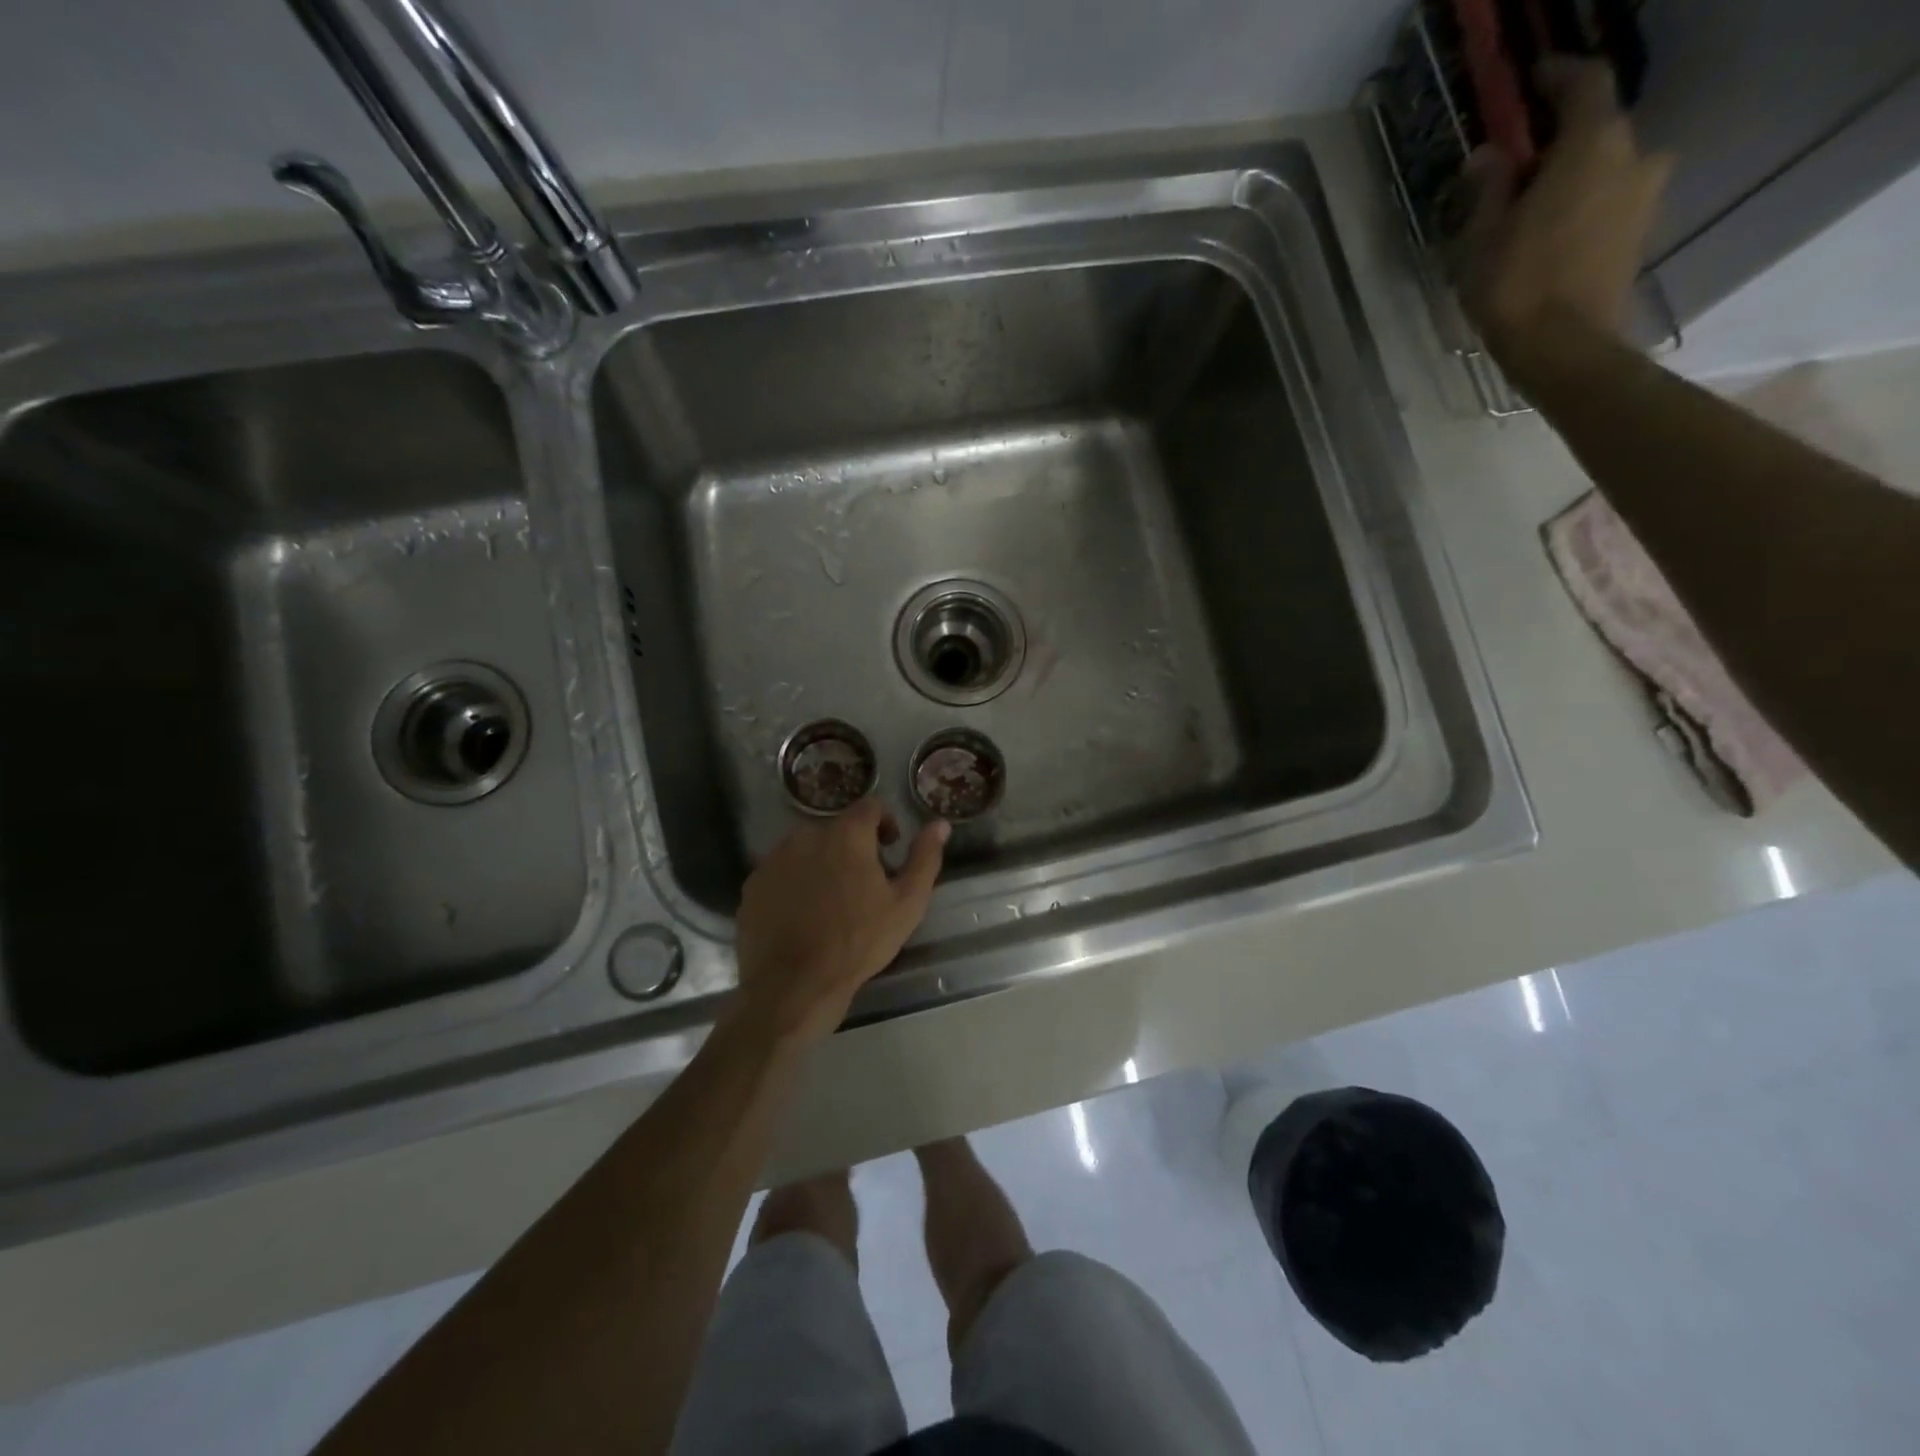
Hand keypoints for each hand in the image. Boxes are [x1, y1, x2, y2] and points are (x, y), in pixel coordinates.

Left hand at [731, 799, 948, 1045]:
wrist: (795, 985)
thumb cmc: (859, 942)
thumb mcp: (907, 903)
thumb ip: (924, 858)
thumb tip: (940, 823)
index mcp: (846, 835)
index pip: (869, 807)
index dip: (884, 823)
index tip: (889, 850)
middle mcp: (806, 835)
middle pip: (836, 829)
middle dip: (852, 848)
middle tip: (863, 884)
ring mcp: (774, 859)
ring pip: (806, 850)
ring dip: (822, 864)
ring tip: (832, 902)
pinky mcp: (753, 885)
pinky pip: (781, 873)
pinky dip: (795, 884)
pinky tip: (803, 916)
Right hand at [1457, 57, 1674, 361]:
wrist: (1564, 347)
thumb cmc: (1515, 286)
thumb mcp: (1481, 238)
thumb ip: (1488, 189)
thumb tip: (1488, 156)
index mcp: (1593, 143)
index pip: (1584, 83)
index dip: (1557, 76)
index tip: (1532, 79)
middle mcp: (1634, 153)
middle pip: (1596, 131)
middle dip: (1558, 143)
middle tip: (1517, 170)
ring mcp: (1645, 194)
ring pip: (1605, 169)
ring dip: (1571, 180)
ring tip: (1530, 212)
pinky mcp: (1640, 232)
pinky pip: (1609, 202)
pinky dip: (1582, 208)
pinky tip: (1549, 237)